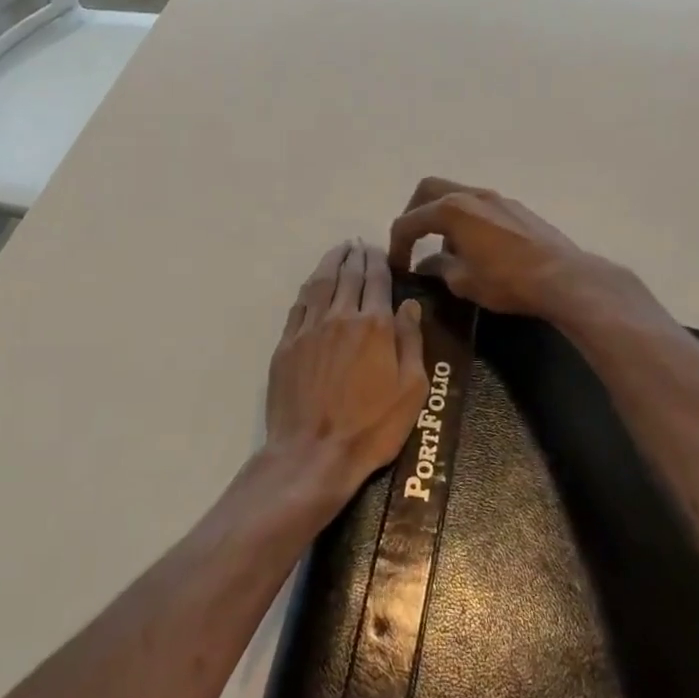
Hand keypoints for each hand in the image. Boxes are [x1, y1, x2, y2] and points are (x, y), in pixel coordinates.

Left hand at [265, 240, 427, 506]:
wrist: (313, 453)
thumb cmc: (371, 427)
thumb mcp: (411, 390)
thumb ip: (410, 342)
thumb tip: (410, 305)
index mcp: (374, 325)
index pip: (377, 280)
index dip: (379, 261)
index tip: (379, 250)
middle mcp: (340, 317)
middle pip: (349, 275)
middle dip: (356, 256)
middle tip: (360, 244)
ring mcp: (309, 329)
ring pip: (321, 283)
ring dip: (331, 262)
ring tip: (339, 251)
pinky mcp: (287, 345)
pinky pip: (300, 305)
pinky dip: (310, 287)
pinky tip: (314, 283)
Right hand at [388, 178, 605, 318]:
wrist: (563, 278)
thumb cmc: (506, 281)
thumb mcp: (463, 282)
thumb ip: (439, 267)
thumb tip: (428, 264)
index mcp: (451, 209)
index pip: (410, 220)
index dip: (397, 244)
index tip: (397, 267)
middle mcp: (472, 194)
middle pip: (429, 190)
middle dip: (414, 213)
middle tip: (412, 240)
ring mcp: (497, 198)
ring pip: (457, 195)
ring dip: (443, 216)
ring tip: (446, 248)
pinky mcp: (517, 208)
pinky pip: (480, 206)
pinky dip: (467, 219)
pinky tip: (476, 247)